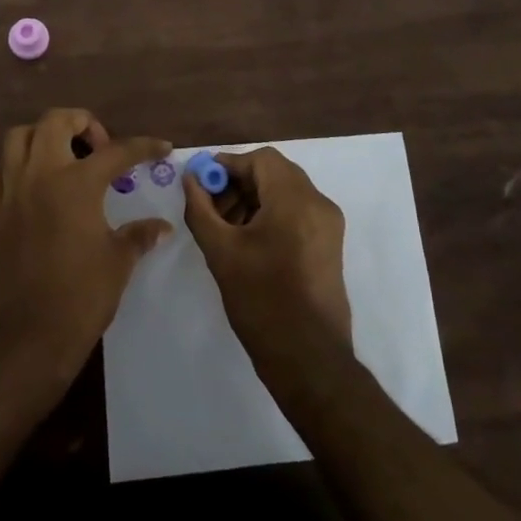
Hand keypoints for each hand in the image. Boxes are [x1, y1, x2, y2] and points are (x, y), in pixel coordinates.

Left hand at [0, 109, 172, 397]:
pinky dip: (8, 168)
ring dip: (41, 136)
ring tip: (61, 156)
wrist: (28, 338)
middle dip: (81, 122)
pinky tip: (26, 183)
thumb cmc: (81, 297)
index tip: (162, 147)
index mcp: (77, 183)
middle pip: (56, 121)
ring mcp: (11, 191)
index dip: (144, 147)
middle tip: (99, 147)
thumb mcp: (119, 262)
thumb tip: (162, 227)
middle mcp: (41, 175)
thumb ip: (139, 235)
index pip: (117, 151)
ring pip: (17, 137)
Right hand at [182, 145, 352, 365]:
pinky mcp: (330, 244)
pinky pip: (297, 211)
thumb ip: (201, 209)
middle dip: (239, 183)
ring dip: (254, 198)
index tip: (202, 184)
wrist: (309, 360)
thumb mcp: (221, 252)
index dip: (228, 166)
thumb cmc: (262, 302)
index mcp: (295, 199)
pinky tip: (249, 241)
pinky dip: (272, 213)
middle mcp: (318, 203)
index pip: (260, 159)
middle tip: (211, 207)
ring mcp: (328, 224)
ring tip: (226, 227)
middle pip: (274, 172)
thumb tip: (190, 179)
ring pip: (286, 191)